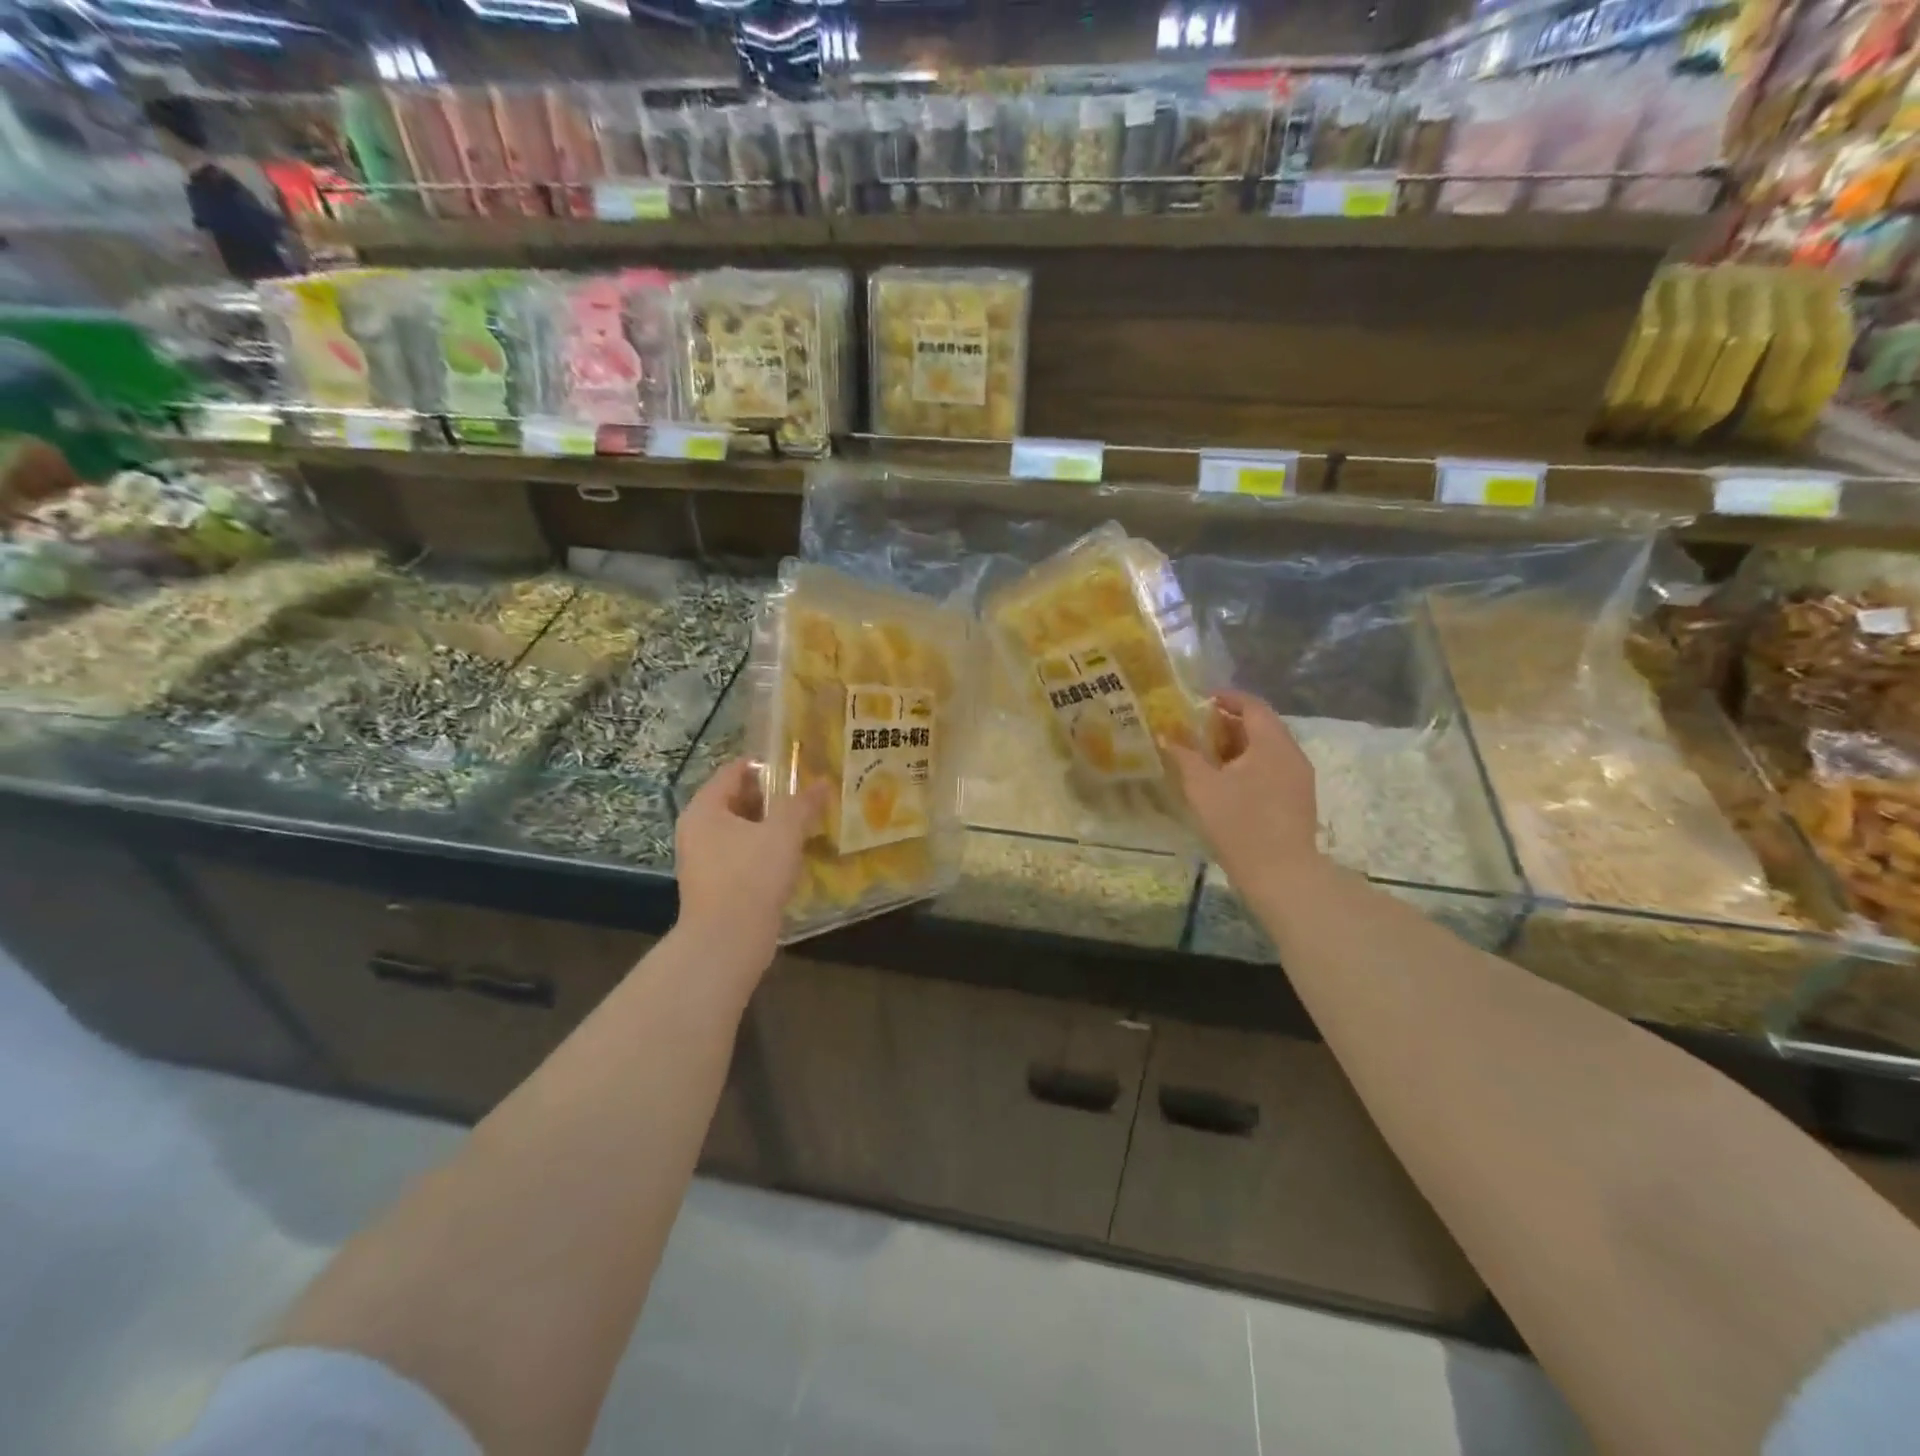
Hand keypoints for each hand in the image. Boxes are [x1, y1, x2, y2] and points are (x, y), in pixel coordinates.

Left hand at [674, 760, 824, 964]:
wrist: (727, 941)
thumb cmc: (751, 876)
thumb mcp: (783, 833)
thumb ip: (802, 804)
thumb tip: (822, 782)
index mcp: (705, 809)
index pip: (734, 771)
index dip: (765, 765)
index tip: (797, 766)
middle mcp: (698, 830)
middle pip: (737, 800)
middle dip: (772, 797)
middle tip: (807, 795)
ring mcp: (704, 859)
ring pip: (742, 830)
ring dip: (771, 825)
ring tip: (806, 822)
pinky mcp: (717, 884)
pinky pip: (743, 855)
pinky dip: (765, 850)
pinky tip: (793, 855)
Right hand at [1162, 690, 1321, 896]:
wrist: (1281, 873)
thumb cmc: (1239, 823)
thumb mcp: (1202, 787)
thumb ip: (1184, 756)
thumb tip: (1166, 735)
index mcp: (1272, 743)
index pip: (1253, 706)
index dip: (1227, 698)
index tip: (1201, 700)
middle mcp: (1291, 754)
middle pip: (1262, 726)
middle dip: (1229, 723)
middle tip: (1198, 728)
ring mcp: (1299, 778)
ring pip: (1268, 749)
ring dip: (1239, 745)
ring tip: (1208, 755)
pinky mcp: (1298, 799)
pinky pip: (1273, 768)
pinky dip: (1250, 764)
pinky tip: (1227, 781)